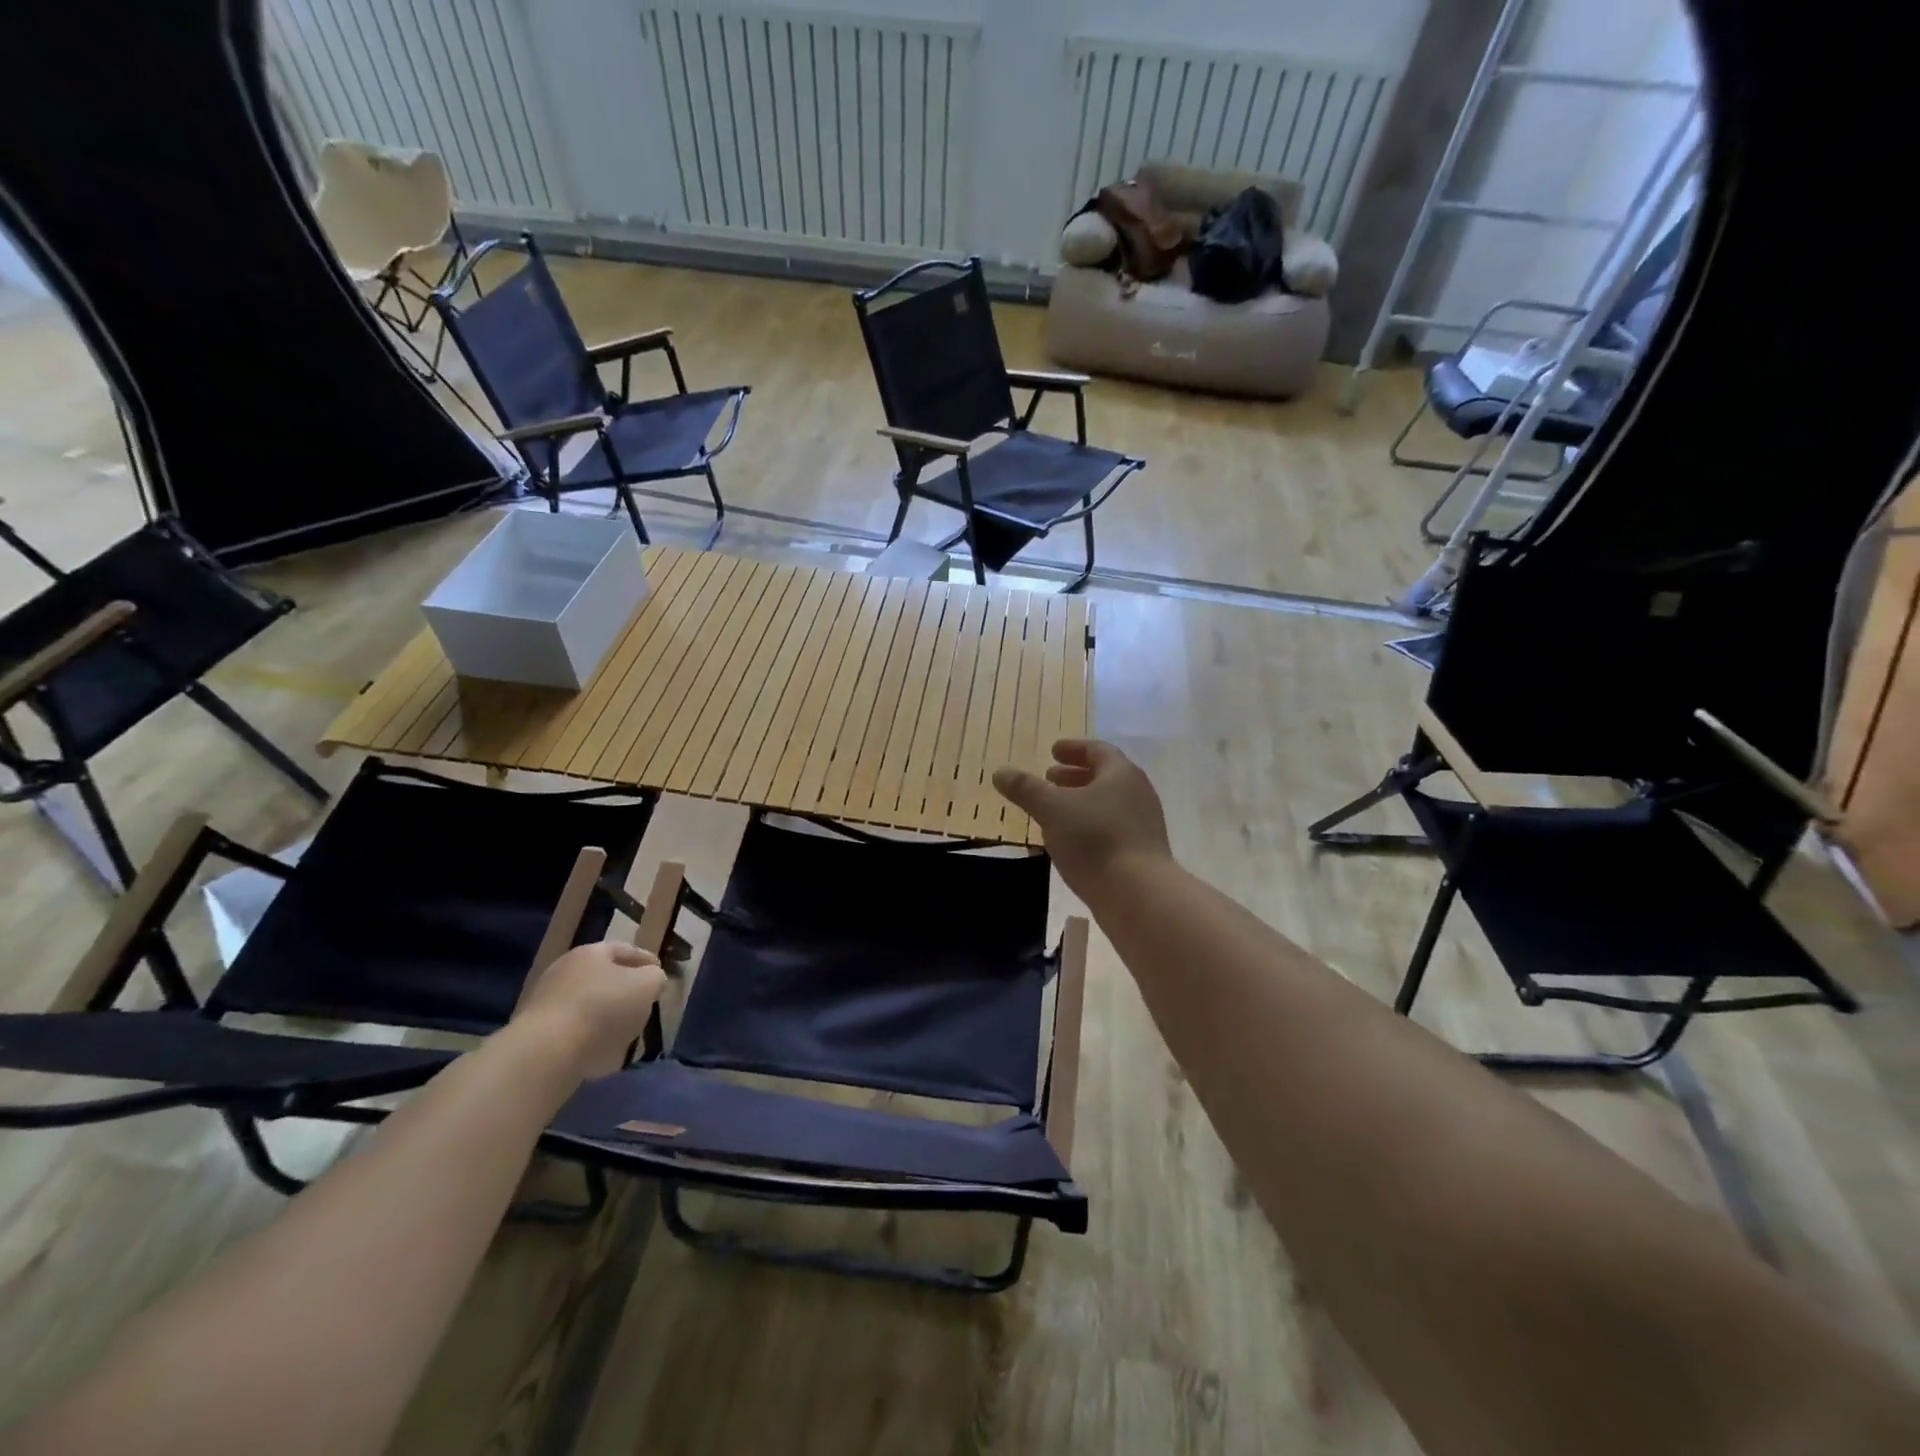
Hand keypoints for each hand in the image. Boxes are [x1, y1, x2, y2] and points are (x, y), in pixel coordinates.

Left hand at [514, 940, 666, 1077]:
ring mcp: (546, 1001)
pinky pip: (573, 1030)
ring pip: (588, 1004)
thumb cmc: (604, 1008)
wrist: (546, 1052)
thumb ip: (655, 978)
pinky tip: (602, 1051)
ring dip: (606, 1015)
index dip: (647, 961)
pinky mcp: (536, 1032)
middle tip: (644, 1002)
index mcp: (592, 952)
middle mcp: (566, 970)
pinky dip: (589, 1036)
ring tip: (625, 1032)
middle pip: (604, 976)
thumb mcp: (647, 985)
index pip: (627, 950)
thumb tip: (651, 980)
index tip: (661, 973)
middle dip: (624, 988)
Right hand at [993, 739, 1171, 895]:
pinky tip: (1070, 841)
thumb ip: (1026, 789)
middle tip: (1049, 778)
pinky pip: (1112, 828)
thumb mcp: (1052, 809)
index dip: (1074, 748)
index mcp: (1121, 774)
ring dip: (1080, 802)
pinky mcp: (1141, 853)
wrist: (1138, 894)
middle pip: (1104, 777)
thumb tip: (1000, 772)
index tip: (1053, 751)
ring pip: (1108, 804)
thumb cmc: (1095, 839)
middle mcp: (1138, 794)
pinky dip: (1089, 825)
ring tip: (1054, 810)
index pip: (1098, 750)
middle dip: (1074, 776)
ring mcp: (1143, 825)